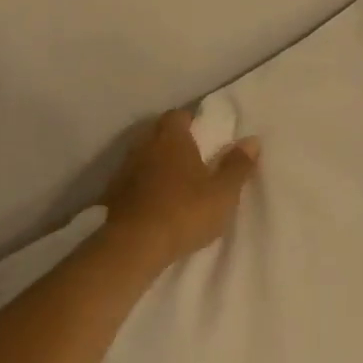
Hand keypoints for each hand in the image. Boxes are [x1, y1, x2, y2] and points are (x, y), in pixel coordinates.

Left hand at [102, 110, 260, 264]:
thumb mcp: (223, 193)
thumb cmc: (185, 213)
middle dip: (174, 143)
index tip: (205, 137)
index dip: (192, 123)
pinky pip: (131, 182)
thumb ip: (237, 166)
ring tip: (176, 185)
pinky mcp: (111, 195)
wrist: (133, 246)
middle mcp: (143, 147)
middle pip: (158, 134)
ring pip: (143, 158)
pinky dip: (143, 187)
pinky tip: (155, 204)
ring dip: (157, 166)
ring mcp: (123, 171)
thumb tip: (252, 140)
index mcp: (172, 139)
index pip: (178, 116)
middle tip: (194, 161)